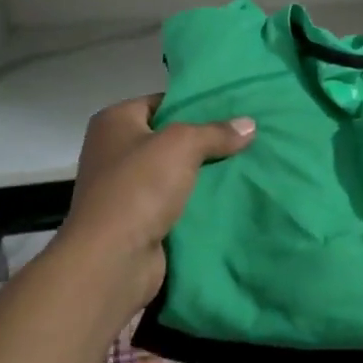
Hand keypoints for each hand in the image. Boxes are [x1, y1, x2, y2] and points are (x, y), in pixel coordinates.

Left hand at [64, 95, 255, 306]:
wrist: (112, 260)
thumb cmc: (139, 187)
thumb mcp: (183, 145)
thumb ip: (216, 132)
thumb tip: (249, 124)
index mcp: (114, 122)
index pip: (161, 102)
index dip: (195, 104)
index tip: (232, 109)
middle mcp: (113, 151)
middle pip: (168, 138)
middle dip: (204, 141)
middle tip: (245, 137)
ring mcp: (123, 188)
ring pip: (174, 172)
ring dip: (202, 174)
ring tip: (245, 164)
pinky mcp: (136, 220)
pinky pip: (173, 202)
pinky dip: (195, 202)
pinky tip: (228, 197)